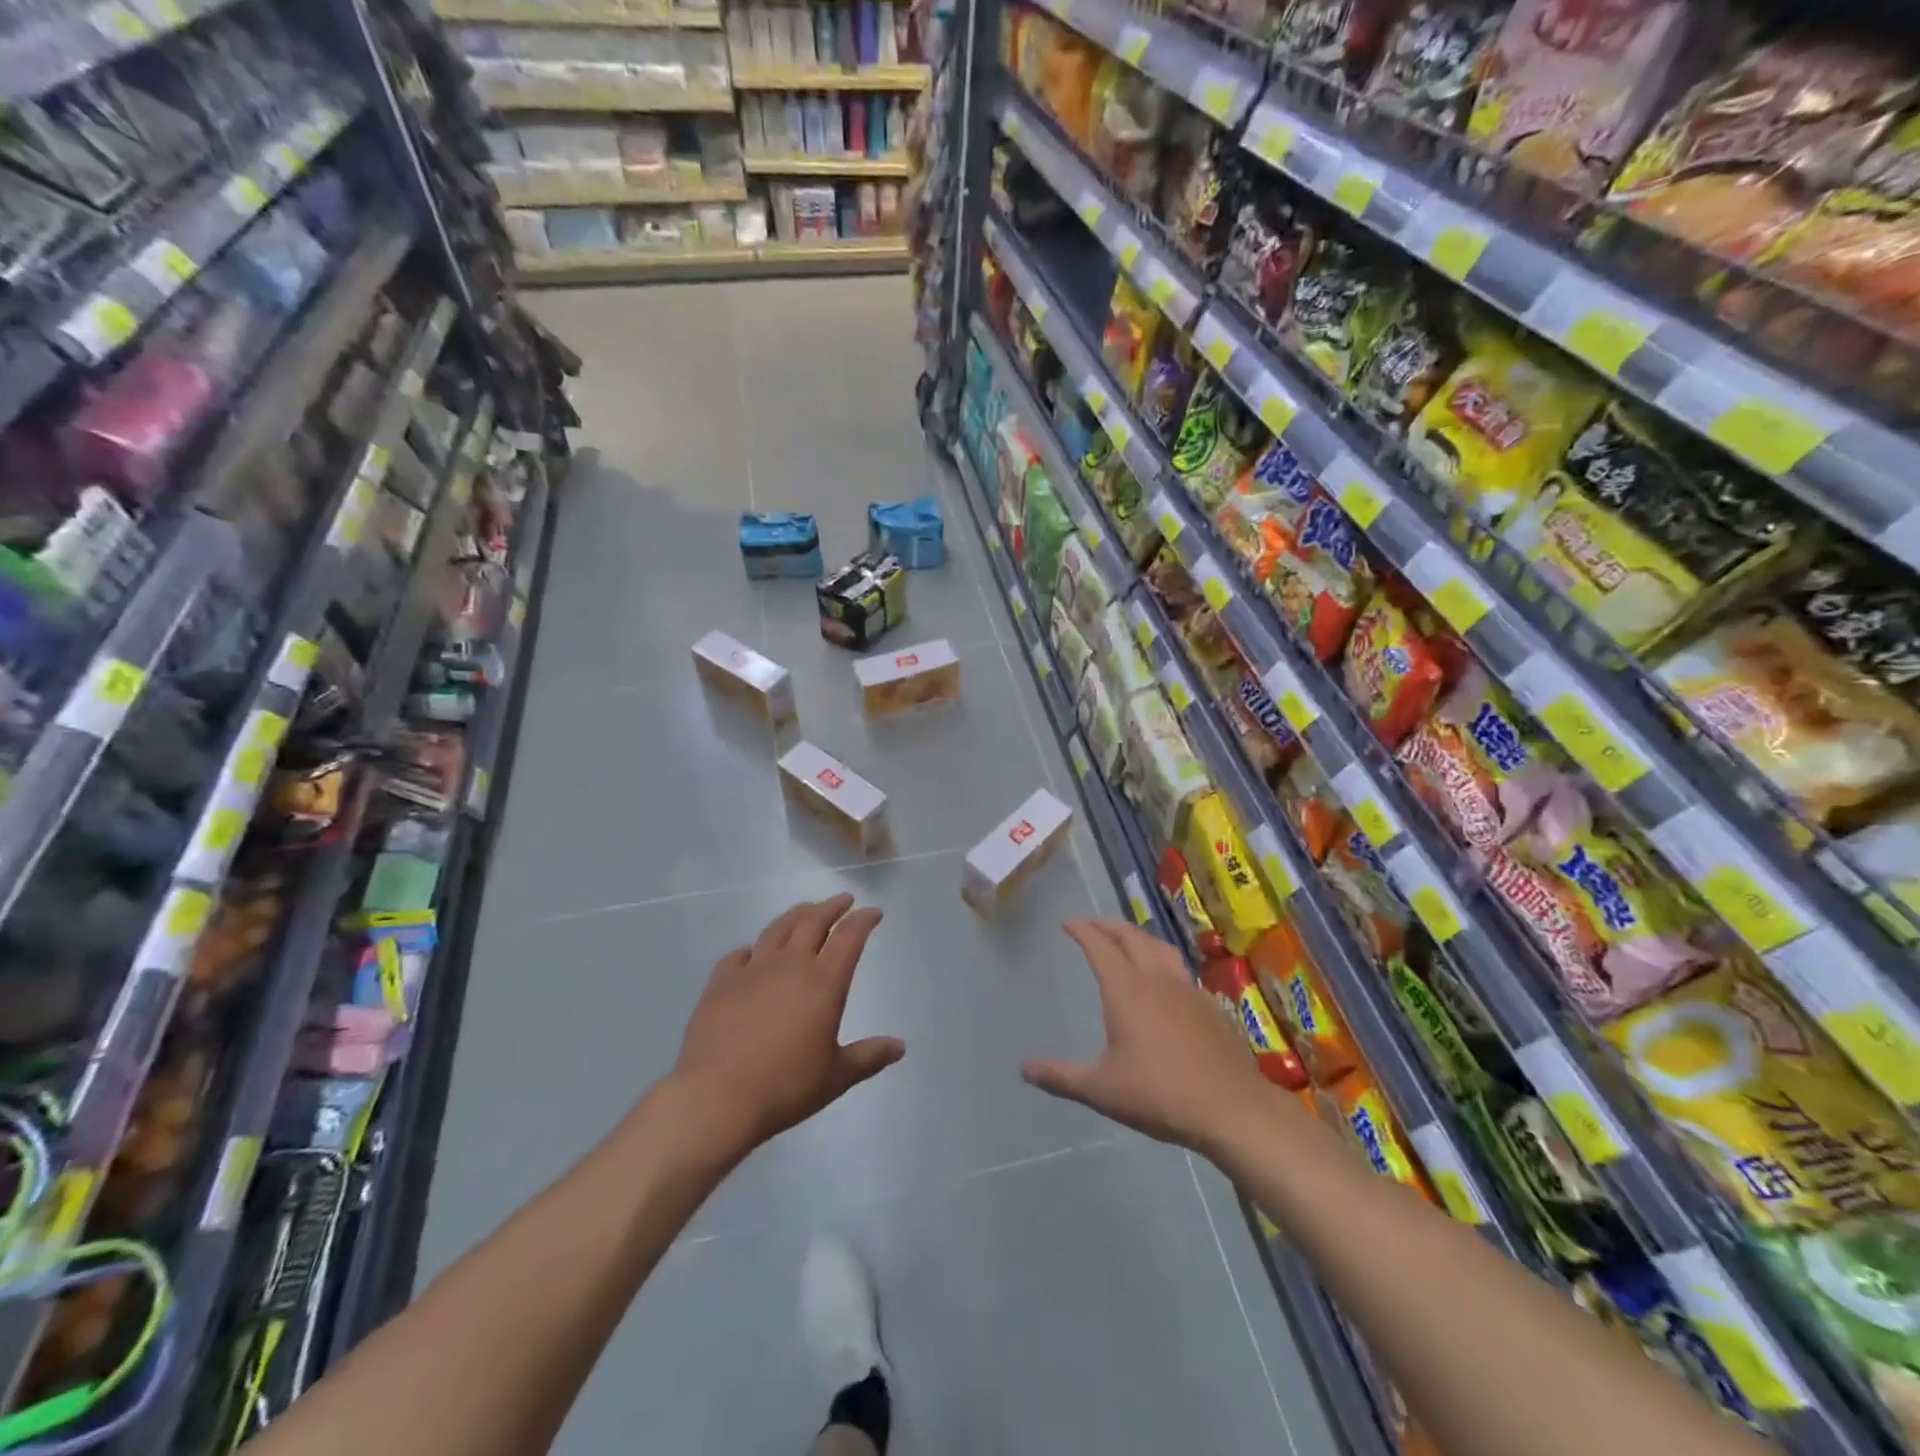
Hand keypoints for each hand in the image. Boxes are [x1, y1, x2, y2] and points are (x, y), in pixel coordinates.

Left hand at [673, 893, 904, 1153]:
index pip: (849, 937)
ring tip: (805, 910)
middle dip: (832, 907)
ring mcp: (752, 970)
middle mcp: (790, 964)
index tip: (874, 912)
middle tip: (844, 900)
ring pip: (777, 929)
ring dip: (796, 915)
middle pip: (814, 922)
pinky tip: (751, 952)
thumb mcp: (836, 1077)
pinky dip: (751, 948)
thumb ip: (869, 1057)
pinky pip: (738, 955)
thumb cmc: (785, 1086)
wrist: (717, 1097)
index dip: (864, 920)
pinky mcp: (720, 983)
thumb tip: (900, 1046)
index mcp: (824, 982)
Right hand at [1022, 919, 1273, 1155]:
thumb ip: (1061, 1077)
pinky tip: (1163, 980)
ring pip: (1160, 947)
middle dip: (1108, 925)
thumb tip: (1024, 1069)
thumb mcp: (1101, 1090)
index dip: (1082, 930)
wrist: (1231, 1108)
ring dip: (1138, 936)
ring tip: (1127, 940)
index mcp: (1126, 990)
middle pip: (1131, 937)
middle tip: (1092, 925)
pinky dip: (1162, 960)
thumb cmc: (1159, 1094)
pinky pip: (1180, 969)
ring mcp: (1187, 989)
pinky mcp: (1210, 1005)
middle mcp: (1156, 979)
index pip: (1100, 946)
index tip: (1068, 923)